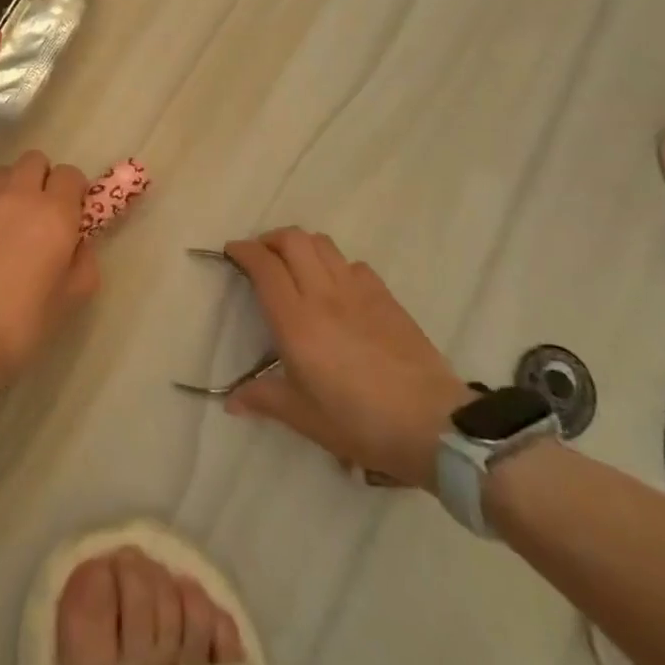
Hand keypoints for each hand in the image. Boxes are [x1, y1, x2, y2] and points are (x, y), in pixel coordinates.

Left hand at [0, 151, 98, 405]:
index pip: (71, 174)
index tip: (73, 214)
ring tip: (9, 223)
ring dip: (12, 188)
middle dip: (43, 178)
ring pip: (3, 173)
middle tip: (42, 213)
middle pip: (34, 160)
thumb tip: (78, 244)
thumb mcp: (72, 298)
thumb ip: (84, 262)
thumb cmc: (22, 319)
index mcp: (54, 212)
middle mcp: (19, 195)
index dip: (74, 191)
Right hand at [222, 229, 470, 489]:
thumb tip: (231, 402)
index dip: (243, 251)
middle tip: (260, 257)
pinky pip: (353, 264)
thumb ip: (263, 399)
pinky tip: (336, 288)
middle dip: (270, 239)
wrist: (433, 425)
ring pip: (323, 244)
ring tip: (294, 266)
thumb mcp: (304, 417)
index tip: (231, 252)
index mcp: (296, 320)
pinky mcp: (386, 298)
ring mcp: (359, 292)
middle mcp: (324, 295)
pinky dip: (335, 264)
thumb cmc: (359, 422)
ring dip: (302, 246)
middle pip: (293, 240)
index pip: (264, 266)